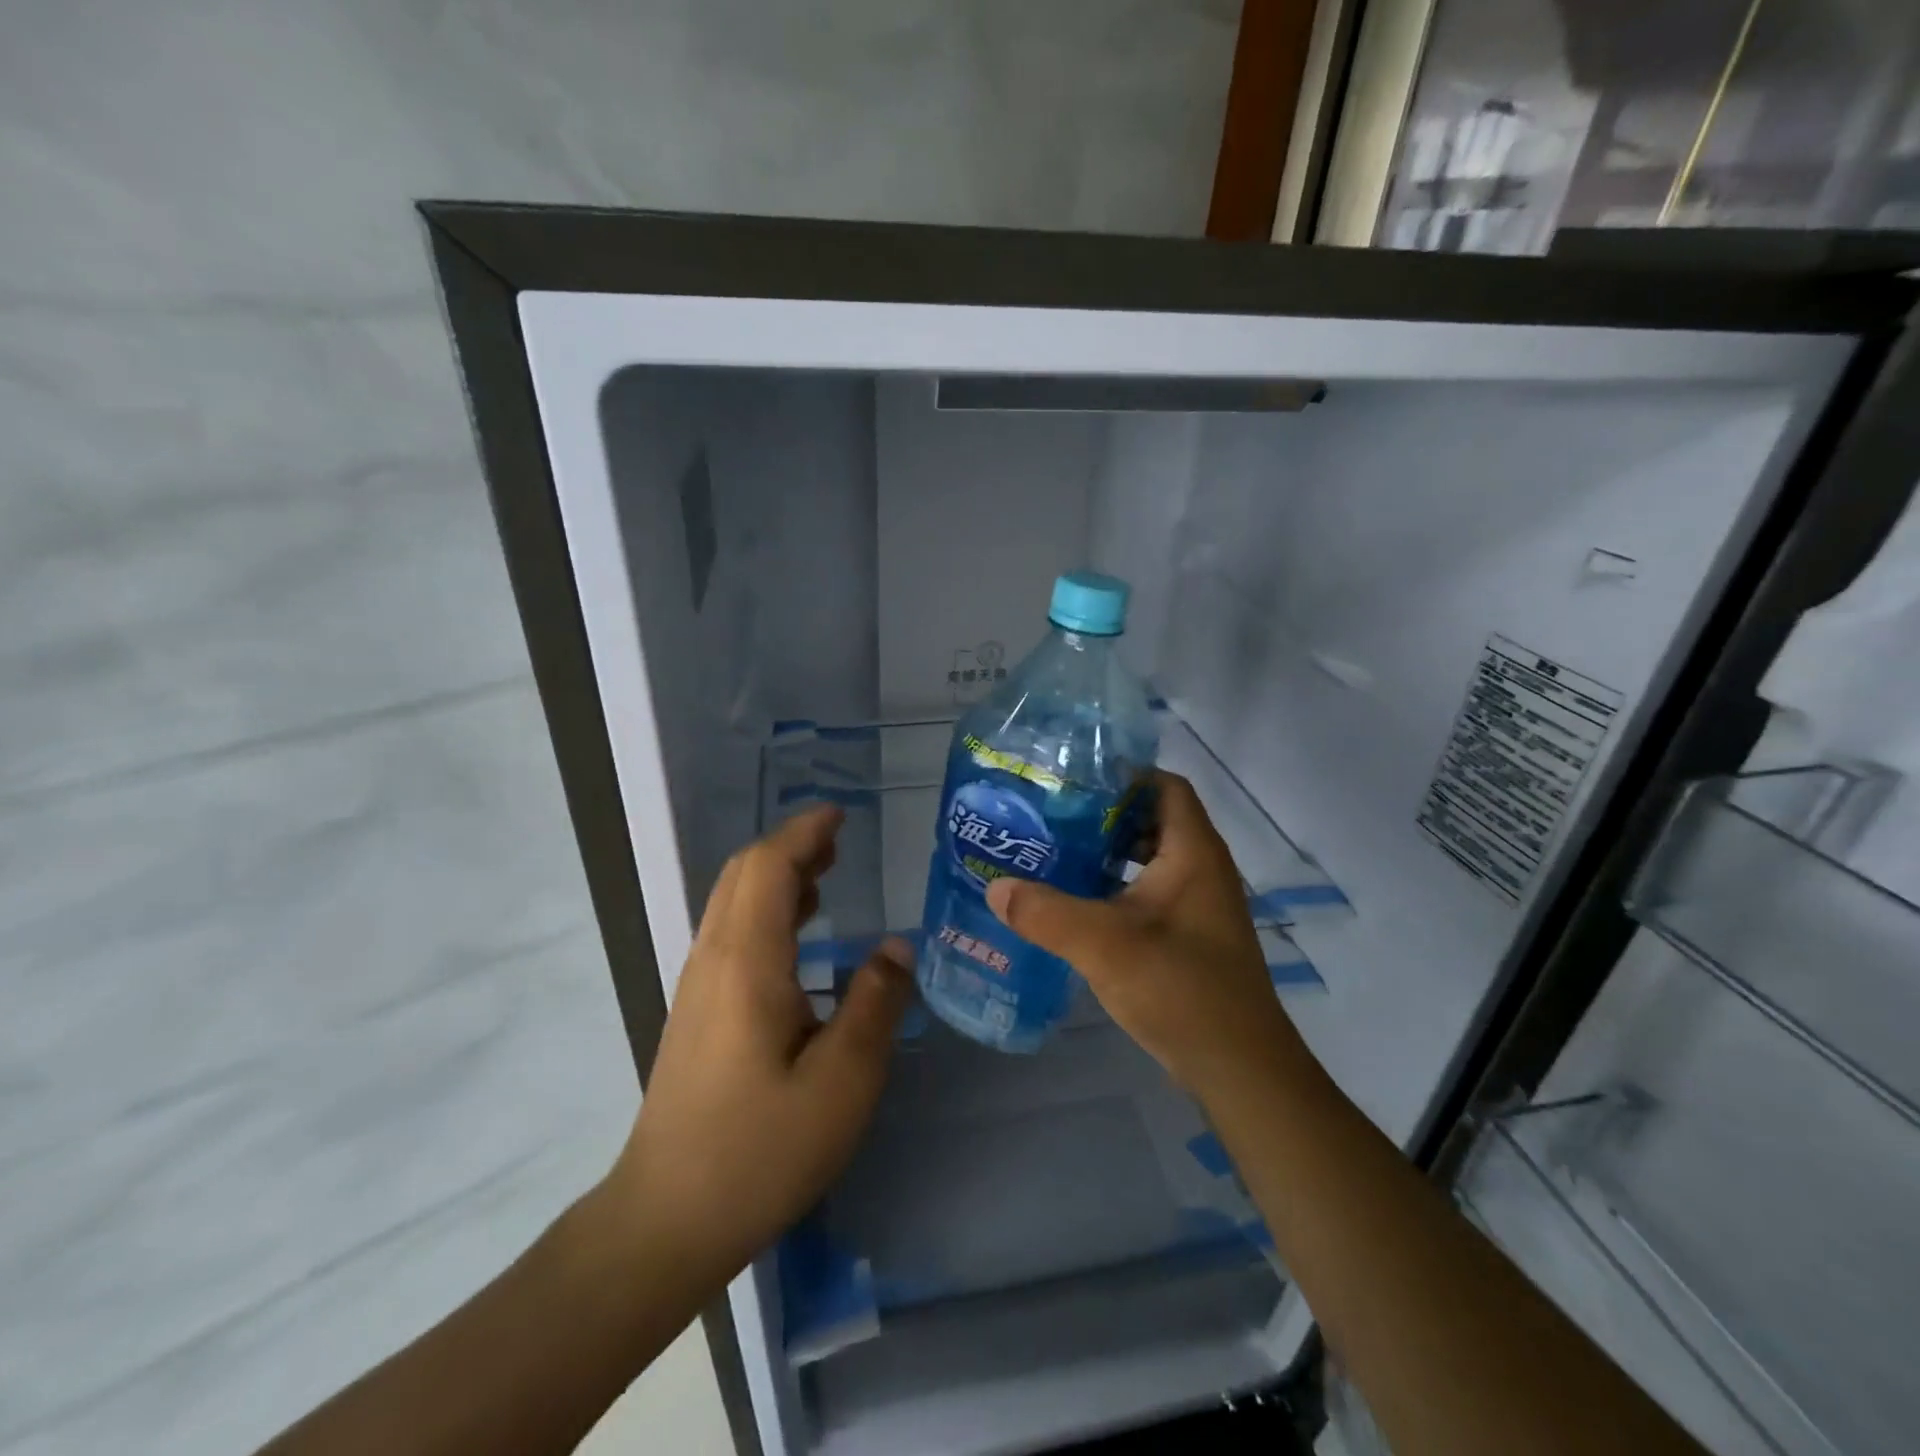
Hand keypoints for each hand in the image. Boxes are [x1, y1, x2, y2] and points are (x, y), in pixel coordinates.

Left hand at [602, 806, 913, 1284]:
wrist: (665, 1219)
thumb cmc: (759, 1149)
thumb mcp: (842, 1082)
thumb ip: (874, 1003)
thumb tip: (898, 947)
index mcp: (746, 961)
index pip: (768, 867)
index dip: (804, 833)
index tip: (841, 816)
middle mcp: (714, 959)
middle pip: (745, 875)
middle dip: (791, 847)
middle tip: (841, 843)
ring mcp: (698, 985)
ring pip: (734, 902)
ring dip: (778, 876)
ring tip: (826, 876)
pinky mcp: (696, 1012)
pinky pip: (731, 933)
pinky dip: (767, 910)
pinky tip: (798, 940)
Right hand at [985, 771, 1302, 1098]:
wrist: (1239, 1067)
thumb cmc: (1181, 988)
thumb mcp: (1104, 945)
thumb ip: (1046, 913)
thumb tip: (995, 888)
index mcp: (1192, 852)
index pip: (1164, 786)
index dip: (1123, 775)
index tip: (1073, 780)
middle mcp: (1201, 869)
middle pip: (1152, 819)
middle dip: (1104, 815)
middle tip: (1051, 817)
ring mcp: (1198, 905)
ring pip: (1148, 859)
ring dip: (1107, 854)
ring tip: (1055, 855)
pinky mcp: (1189, 935)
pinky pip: (1148, 893)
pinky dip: (1115, 888)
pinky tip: (1077, 905)